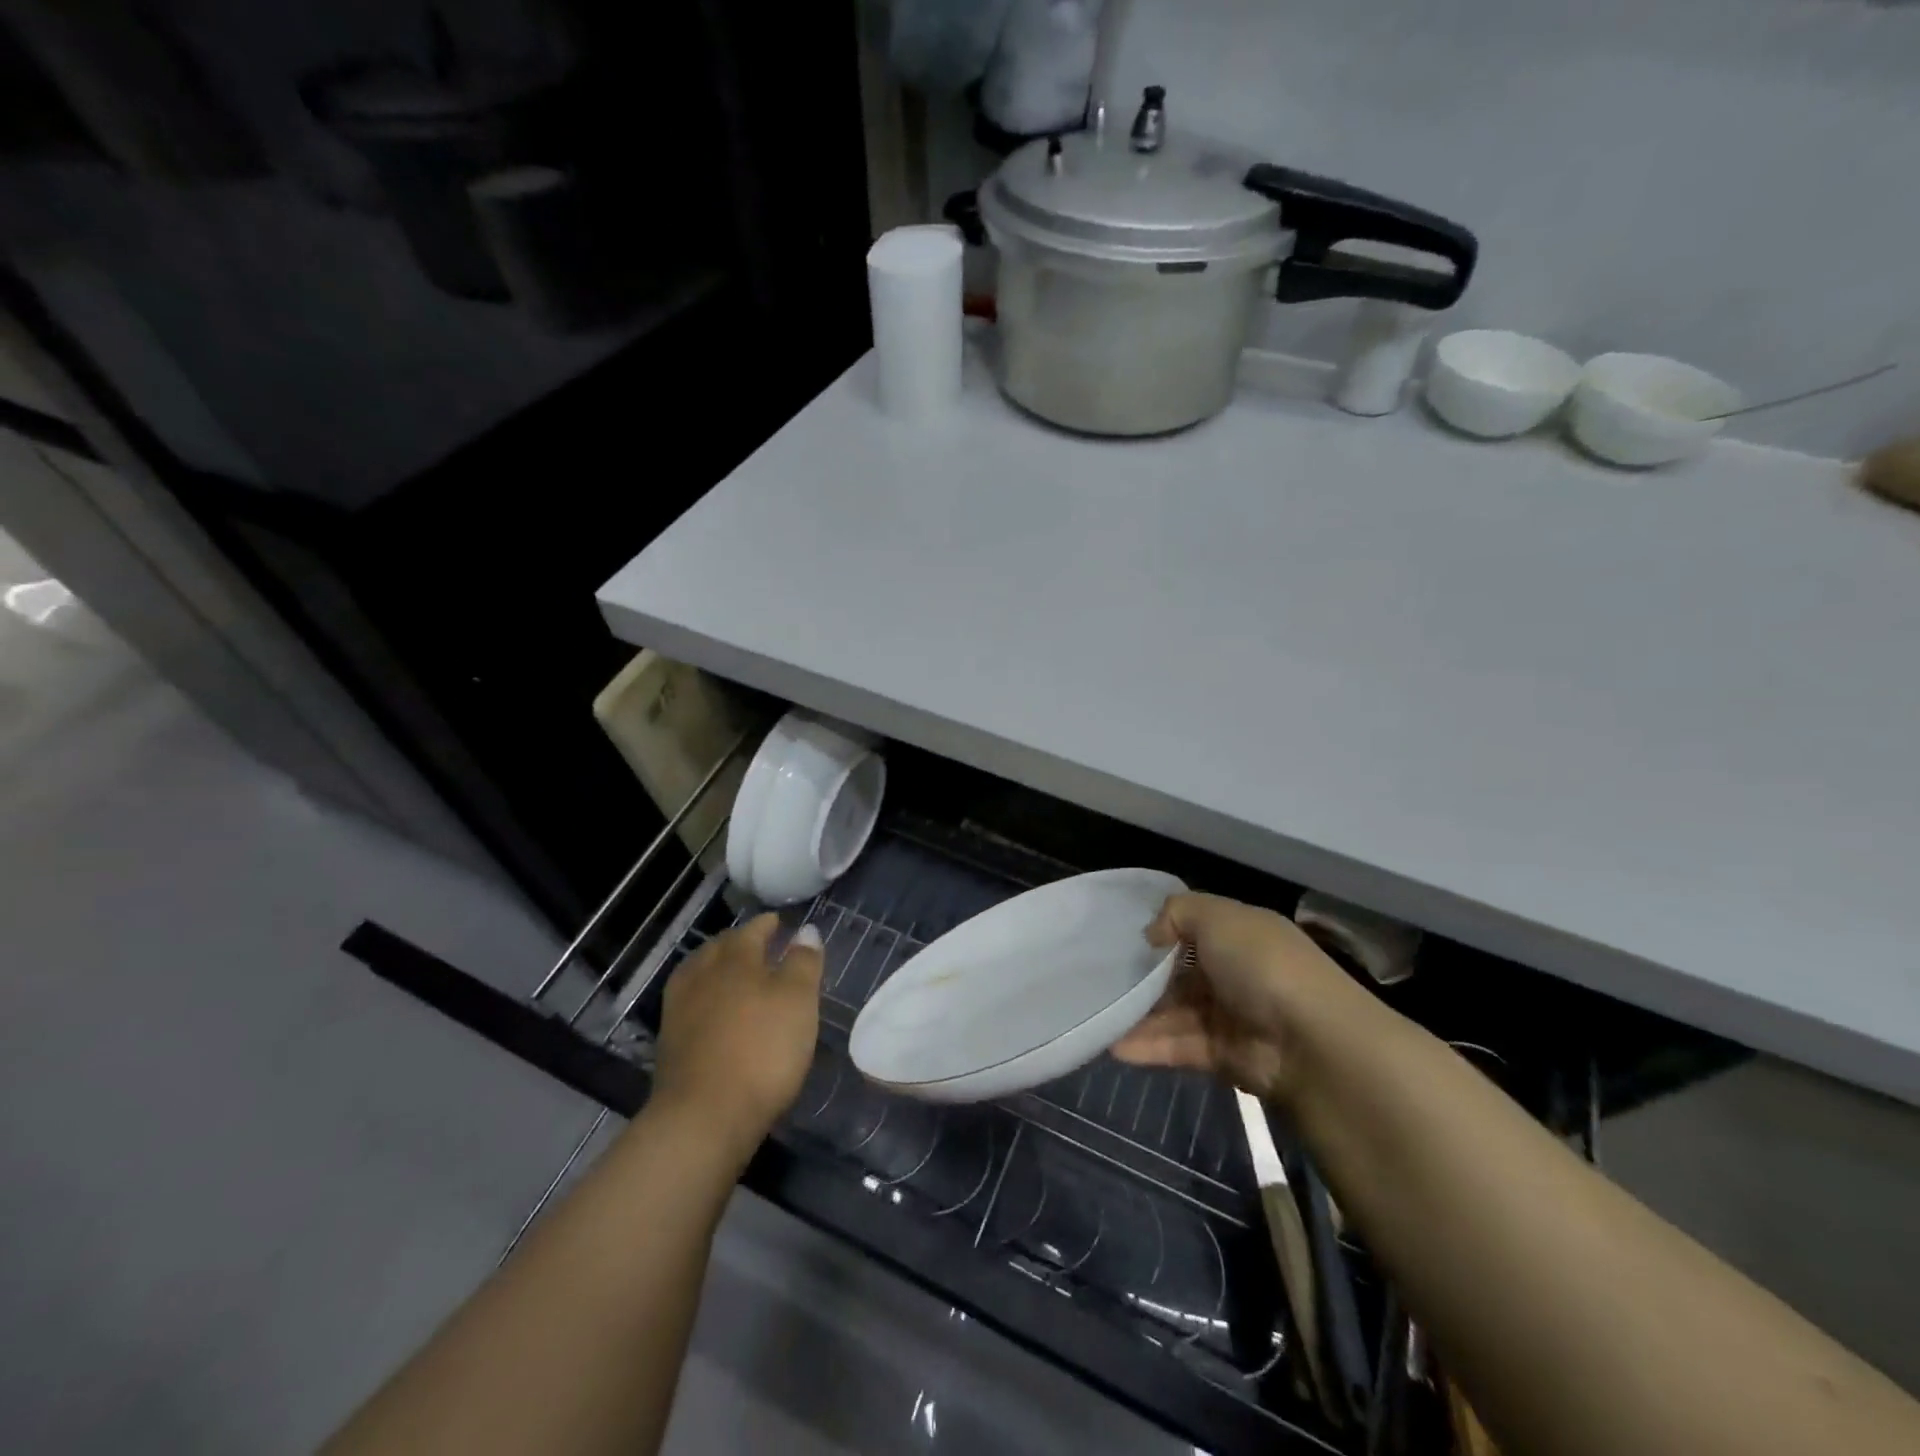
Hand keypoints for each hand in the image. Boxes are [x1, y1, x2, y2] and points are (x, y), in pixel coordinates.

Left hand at [650, 914, 823, 1159]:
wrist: (704, 1117)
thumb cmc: (762, 1050)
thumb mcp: (798, 1001)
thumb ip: (803, 962)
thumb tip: (805, 930)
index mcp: (735, 959)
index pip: (753, 930)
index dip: (768, 925)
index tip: (781, 924)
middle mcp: (703, 974)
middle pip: (721, 948)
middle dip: (740, 942)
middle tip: (760, 945)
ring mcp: (680, 1009)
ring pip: (700, 973)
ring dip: (718, 967)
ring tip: (735, 975)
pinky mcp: (670, 1042)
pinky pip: (690, 1003)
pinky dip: (705, 996)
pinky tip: (715, 1011)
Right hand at [1112, 893, 1362, 1105]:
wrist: (1311, 1044)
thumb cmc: (1263, 966)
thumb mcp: (1218, 917)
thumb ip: (1177, 913)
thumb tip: (1151, 933)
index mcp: (1241, 935)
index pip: (1194, 928)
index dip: (1161, 930)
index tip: (1120, 935)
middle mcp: (1235, 973)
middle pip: (1180, 972)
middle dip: (1143, 976)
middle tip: (1098, 977)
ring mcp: (1229, 1015)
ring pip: (1174, 1012)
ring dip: (1138, 1015)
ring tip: (1097, 1014)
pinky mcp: (1222, 1055)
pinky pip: (1178, 1046)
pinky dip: (1148, 1046)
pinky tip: (1114, 1045)